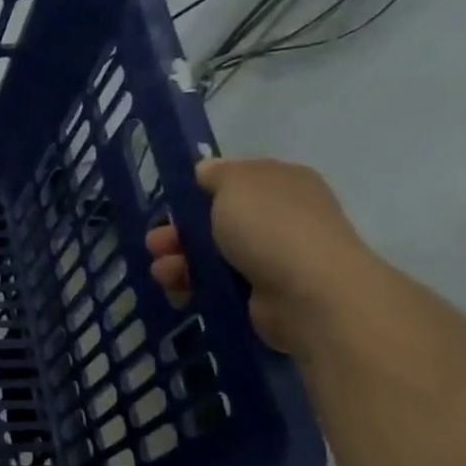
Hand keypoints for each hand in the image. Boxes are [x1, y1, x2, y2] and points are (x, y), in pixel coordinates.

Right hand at [146, 157, 383, 356]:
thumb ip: (216, 173)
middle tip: (156, 244)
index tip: (171, 206)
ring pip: (210, 256)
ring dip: (178, 262)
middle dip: (178, 233)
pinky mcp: (261, 295)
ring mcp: (272, 259)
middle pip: (215, 222)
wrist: (309, 295)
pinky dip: (192, 288)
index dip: (199, 192)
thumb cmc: (271, 227)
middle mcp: (280, 219)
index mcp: (282, 184)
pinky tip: (177, 292)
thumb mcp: (237, 182)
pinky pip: (216, 287)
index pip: (234, 182)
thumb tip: (206, 170)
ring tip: (163, 273)